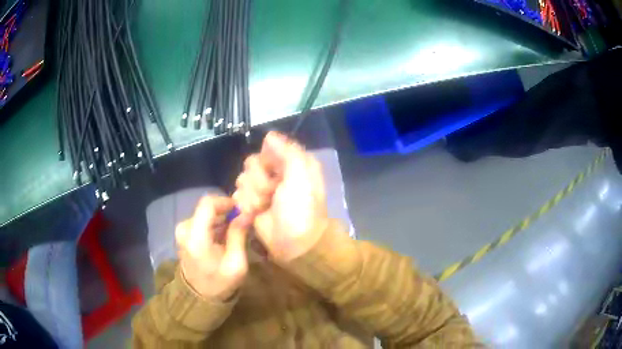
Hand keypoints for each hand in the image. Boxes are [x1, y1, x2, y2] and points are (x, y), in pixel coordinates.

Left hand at [175, 196, 250, 300]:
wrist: (199, 296)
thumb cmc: (219, 283)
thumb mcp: (236, 264)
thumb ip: (239, 236)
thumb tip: (247, 213)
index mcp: (196, 237)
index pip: (208, 204)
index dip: (226, 201)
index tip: (241, 209)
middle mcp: (185, 229)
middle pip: (207, 207)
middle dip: (226, 211)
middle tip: (242, 220)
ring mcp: (182, 231)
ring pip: (205, 213)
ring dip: (221, 218)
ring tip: (235, 229)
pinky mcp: (183, 233)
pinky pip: (201, 220)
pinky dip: (214, 223)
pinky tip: (224, 235)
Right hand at [233, 132, 329, 261]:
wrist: (293, 242)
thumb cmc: (300, 208)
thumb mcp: (301, 176)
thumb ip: (287, 152)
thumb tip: (269, 135)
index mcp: (291, 164)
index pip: (269, 148)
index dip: (268, 160)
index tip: (275, 172)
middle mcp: (276, 174)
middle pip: (252, 163)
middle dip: (259, 180)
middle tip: (271, 194)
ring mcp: (262, 189)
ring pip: (242, 179)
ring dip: (253, 194)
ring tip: (264, 206)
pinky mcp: (251, 204)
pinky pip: (238, 194)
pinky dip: (246, 204)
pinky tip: (255, 212)